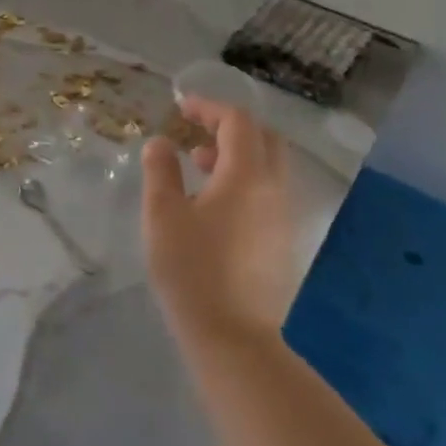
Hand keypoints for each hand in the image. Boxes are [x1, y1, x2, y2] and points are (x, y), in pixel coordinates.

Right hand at [142, 97, 304, 345]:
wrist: (234, 337)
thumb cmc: (192, 270)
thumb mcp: (163, 215)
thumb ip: (161, 171)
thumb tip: (161, 142)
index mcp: (247, 175)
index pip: (237, 122)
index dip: (209, 108)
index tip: (181, 108)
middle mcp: (275, 189)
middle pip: (264, 139)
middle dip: (230, 126)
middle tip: (196, 131)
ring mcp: (284, 217)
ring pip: (269, 167)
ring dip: (237, 155)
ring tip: (198, 166)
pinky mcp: (283, 242)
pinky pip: (269, 192)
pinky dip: (245, 180)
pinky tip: (214, 205)